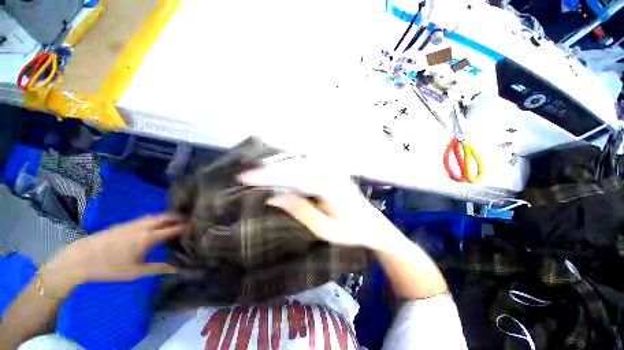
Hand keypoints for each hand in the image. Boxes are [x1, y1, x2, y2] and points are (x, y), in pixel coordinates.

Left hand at [40, 215, 185, 296]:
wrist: (80, 258)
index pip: (174, 228)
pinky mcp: (125, 224)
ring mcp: (134, 223)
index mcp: (149, 237)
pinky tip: (155, 224)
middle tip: (190, 220)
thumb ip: (158, 268)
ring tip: (176, 220)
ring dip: (168, 216)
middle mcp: (144, 226)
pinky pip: (147, 217)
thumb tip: (177, 269)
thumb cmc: (110, 267)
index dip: (186, 226)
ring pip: (156, 215)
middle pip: (167, 217)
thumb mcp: (136, 272)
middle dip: (180, 217)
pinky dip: (157, 218)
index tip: (197, 225)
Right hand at [240, 158, 395, 249]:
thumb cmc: (350, 231)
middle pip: (293, 167)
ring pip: (299, 164)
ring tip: (258, 174)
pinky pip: (305, 167)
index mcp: (327, 186)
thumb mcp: (324, 228)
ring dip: (277, 167)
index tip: (245, 178)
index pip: (292, 177)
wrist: (371, 224)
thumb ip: (300, 210)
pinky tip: (279, 173)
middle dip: (269, 170)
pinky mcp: (329, 173)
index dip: (268, 177)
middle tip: (246, 176)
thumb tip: (273, 198)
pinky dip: (289, 169)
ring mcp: (330, 171)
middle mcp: (328, 173)